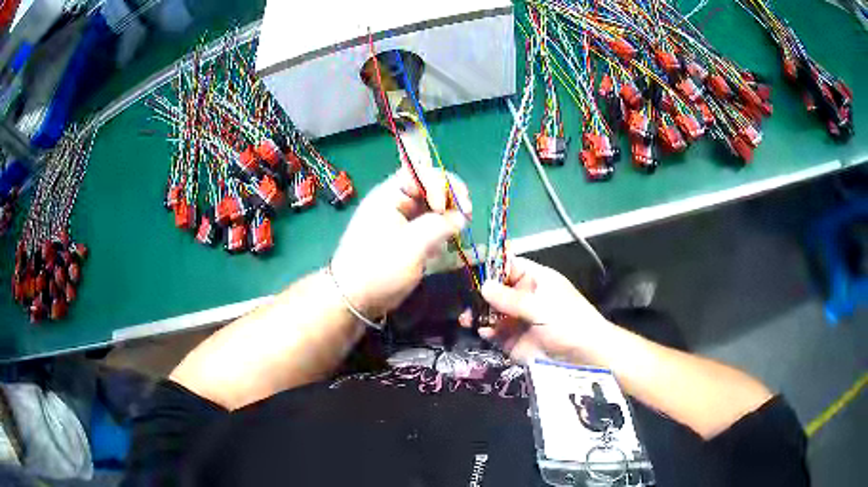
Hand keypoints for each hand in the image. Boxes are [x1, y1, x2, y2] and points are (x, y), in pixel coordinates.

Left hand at [330, 166, 470, 317]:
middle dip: (450, 197)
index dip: (442, 184)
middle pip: (428, 187)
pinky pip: (426, 225)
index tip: (450, 208)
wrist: (351, 300)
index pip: (421, 173)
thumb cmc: (379, 269)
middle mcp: (394, 202)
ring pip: (430, 207)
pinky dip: (440, 230)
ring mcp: (398, 221)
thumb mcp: (412, 246)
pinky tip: (448, 242)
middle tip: (466, 215)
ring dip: (448, 214)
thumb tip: (461, 217)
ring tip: (460, 229)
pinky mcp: (402, 238)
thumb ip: (440, 226)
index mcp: (390, 195)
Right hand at [474, 257, 612, 363]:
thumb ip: (512, 299)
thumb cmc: (569, 323)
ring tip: (466, 318)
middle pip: (495, 289)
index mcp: (535, 280)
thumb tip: (483, 286)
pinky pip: (494, 331)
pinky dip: (485, 330)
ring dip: (478, 312)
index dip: (489, 265)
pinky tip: (482, 331)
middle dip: (479, 292)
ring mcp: (518, 319)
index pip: (509, 266)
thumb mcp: (542, 308)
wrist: (585, 357)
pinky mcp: (513, 339)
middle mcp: (524, 297)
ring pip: (491, 311)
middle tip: (462, 297)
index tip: (467, 266)